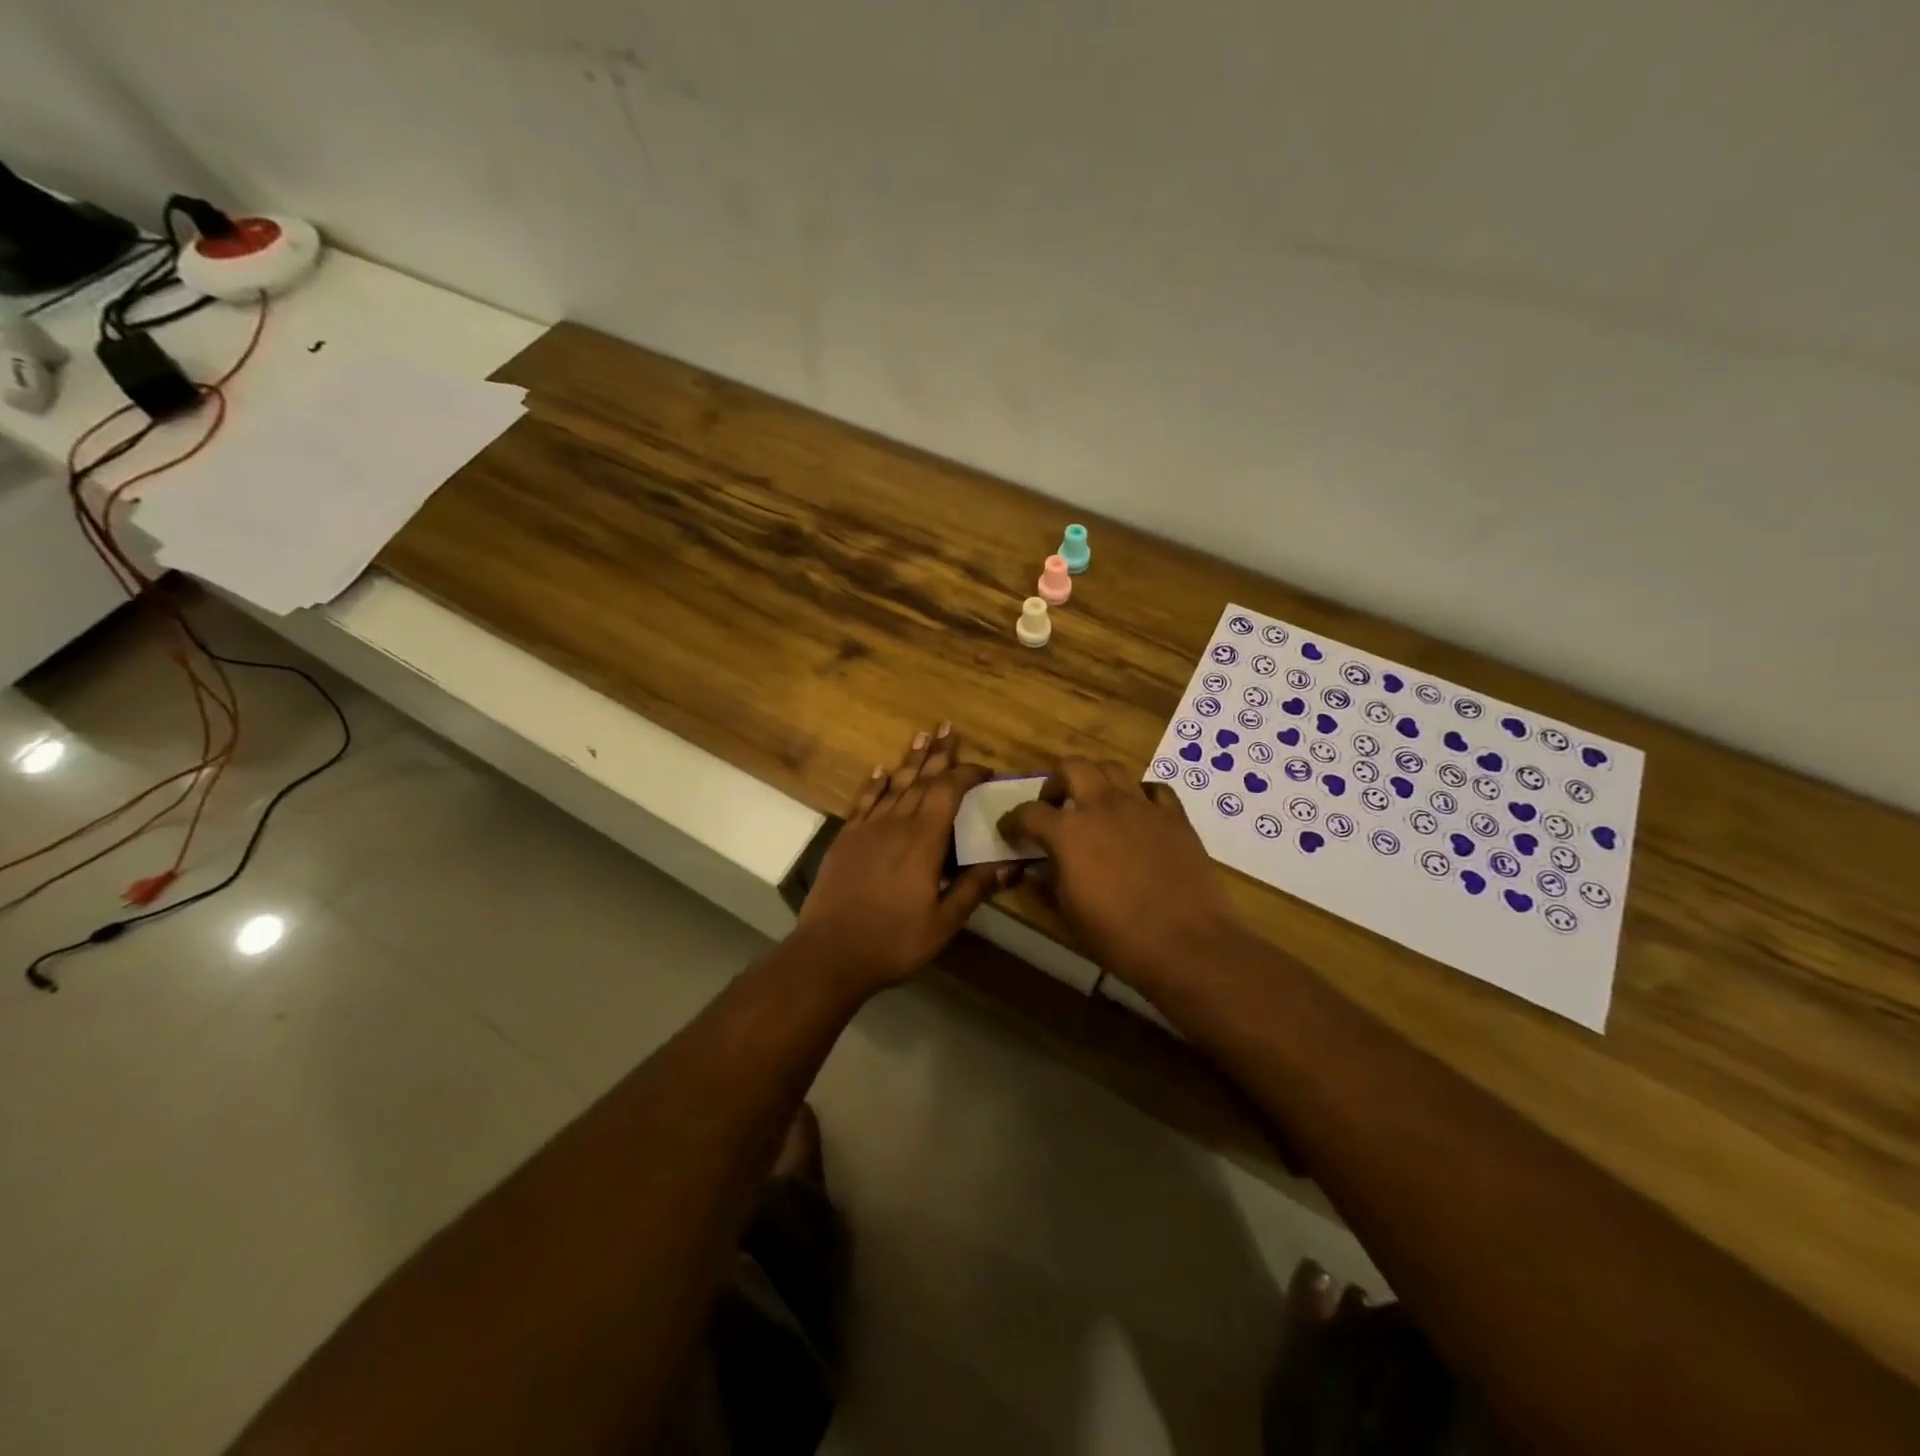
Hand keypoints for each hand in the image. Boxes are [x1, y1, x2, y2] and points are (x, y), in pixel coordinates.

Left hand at [794, 724, 1004, 992]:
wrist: (830, 953)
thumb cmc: (893, 941)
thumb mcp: (943, 922)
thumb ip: (974, 888)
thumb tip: (1012, 864)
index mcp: (923, 841)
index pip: (948, 793)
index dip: (966, 775)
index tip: (983, 769)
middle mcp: (896, 824)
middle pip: (921, 780)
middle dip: (938, 754)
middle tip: (948, 727)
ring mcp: (867, 829)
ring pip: (894, 785)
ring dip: (910, 760)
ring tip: (921, 736)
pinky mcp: (846, 838)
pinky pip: (864, 801)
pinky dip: (876, 783)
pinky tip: (883, 770)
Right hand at [998, 759, 1247, 992]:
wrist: (1187, 944)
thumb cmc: (1118, 936)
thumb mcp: (1069, 914)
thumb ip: (1049, 882)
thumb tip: (1040, 868)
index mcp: (1068, 832)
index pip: (1028, 812)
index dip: (1013, 821)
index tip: (1010, 832)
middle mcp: (1102, 806)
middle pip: (1071, 767)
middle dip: (1055, 782)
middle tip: (1055, 806)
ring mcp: (1142, 807)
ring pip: (1111, 768)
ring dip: (1095, 780)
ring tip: (1094, 804)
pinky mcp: (1175, 816)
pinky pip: (1153, 789)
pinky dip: (1139, 795)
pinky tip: (1137, 814)